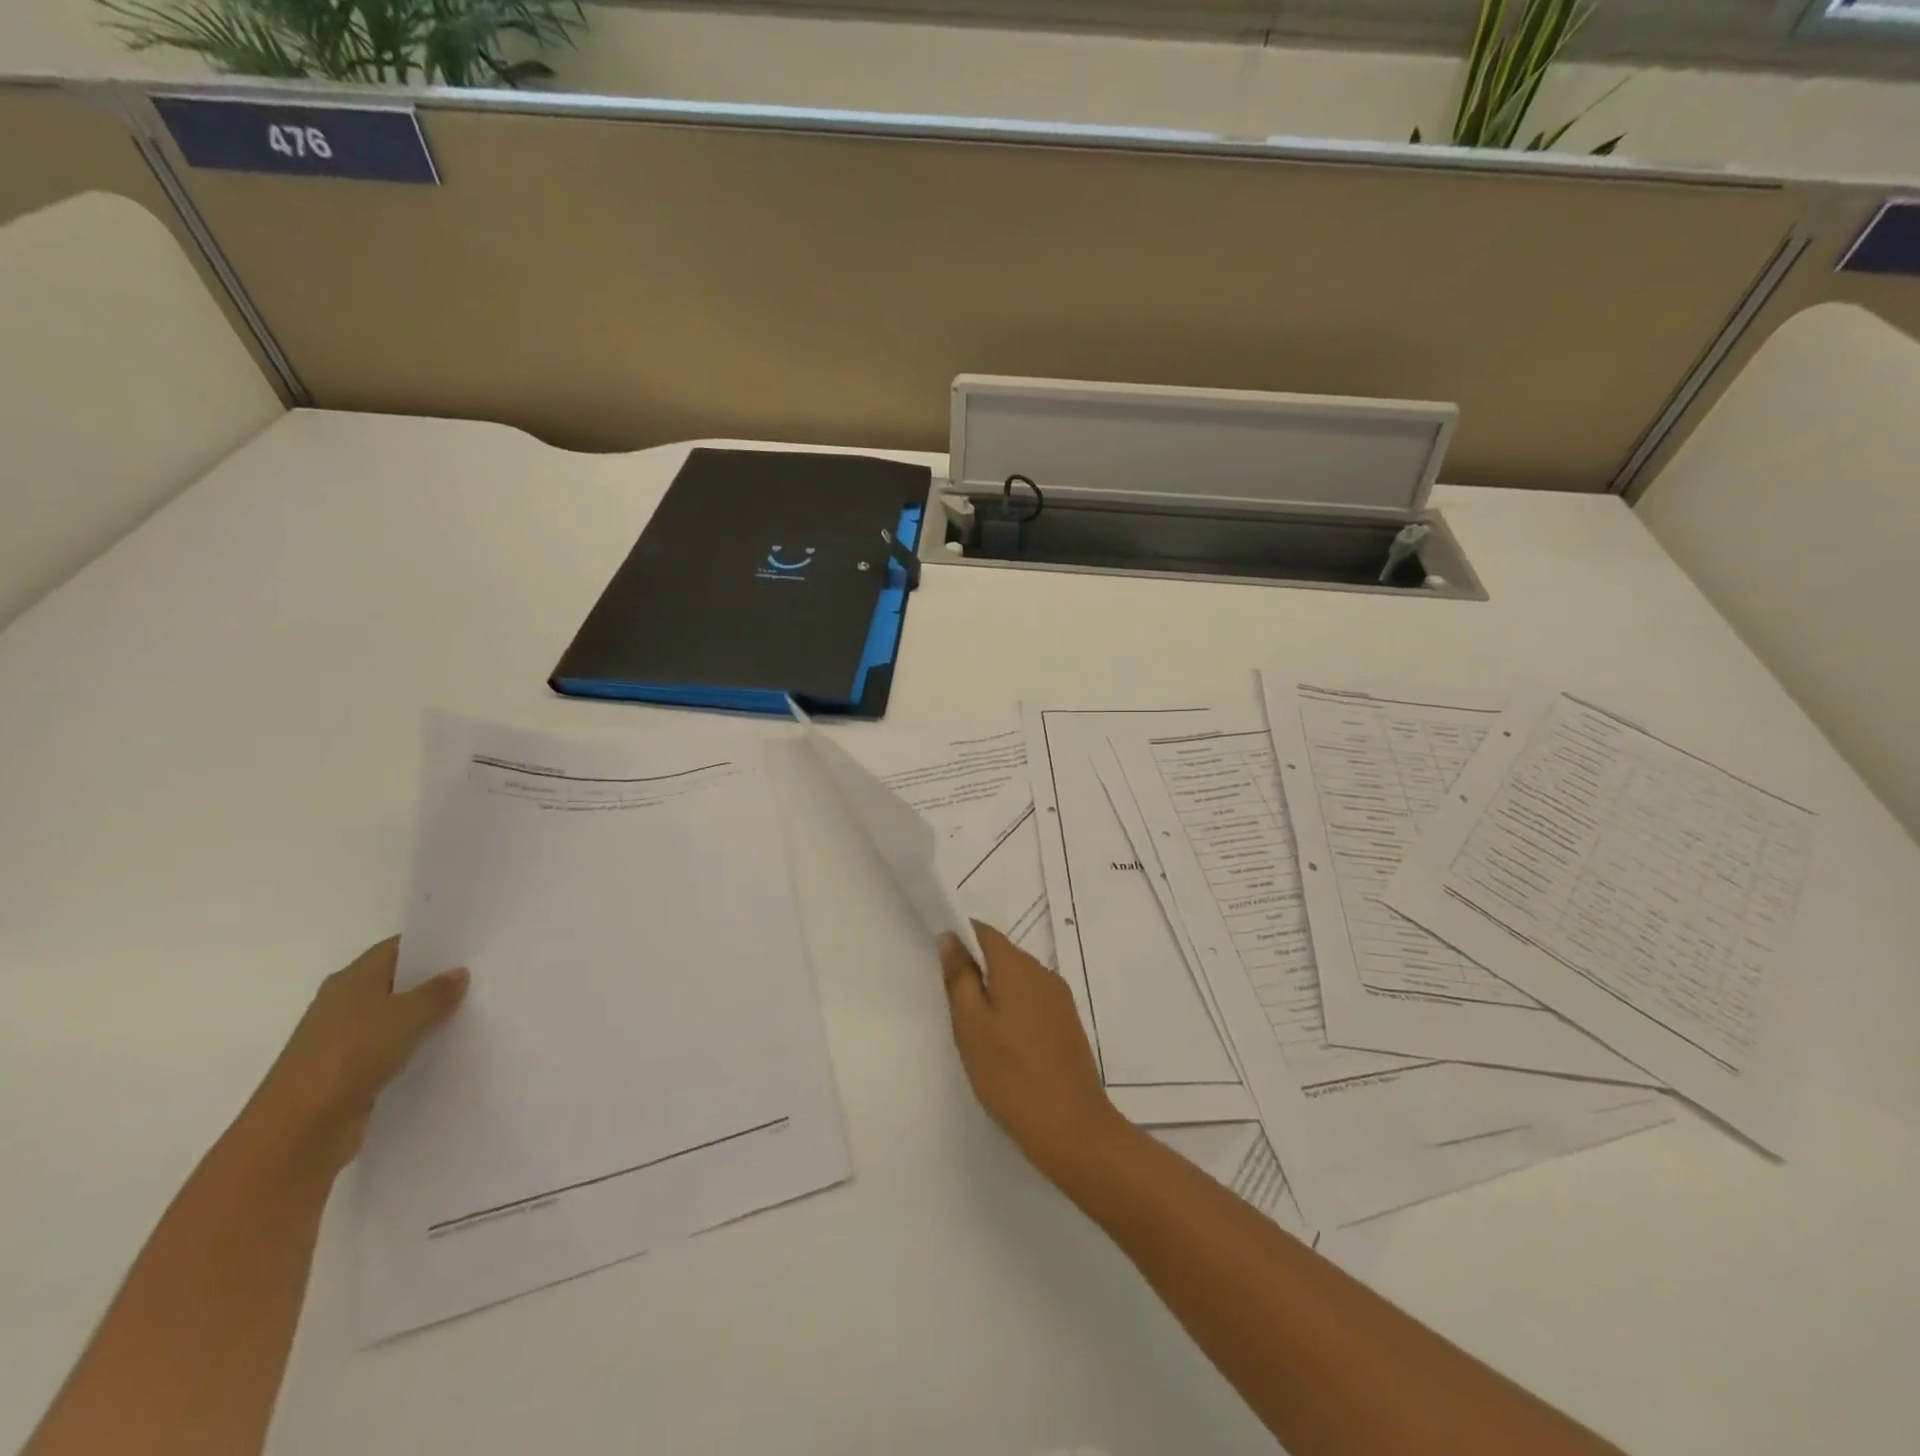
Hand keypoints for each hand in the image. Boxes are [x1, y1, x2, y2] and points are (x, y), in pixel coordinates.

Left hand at [245, 937, 467, 1174]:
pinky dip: (415, 1046)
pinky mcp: (349, 1071)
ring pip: (396, 1017)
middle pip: (397, 982)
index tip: (471, 946)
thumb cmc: (351, 1056)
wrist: (298, 1131)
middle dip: (435, 981)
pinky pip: (391, 1048)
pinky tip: (445, 1048)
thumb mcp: (406, 1016)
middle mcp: (344, 1003)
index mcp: (352, 979)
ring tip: (473, 1011)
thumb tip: (458, 973)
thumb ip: (436, 992)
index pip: (398, 948)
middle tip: (482, 976)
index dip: (433, 944)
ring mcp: (344, 1040)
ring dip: (426, 1017)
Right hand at [940, 920, 1128, 1182]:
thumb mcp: (971, 1025)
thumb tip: (951, 937)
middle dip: (978, 970)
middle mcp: (1044, 974)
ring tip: (977, 1031)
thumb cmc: (1010, 1074)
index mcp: (1018, 967)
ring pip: (1019, 981)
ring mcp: (1061, 1000)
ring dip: (997, 993)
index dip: (961, 938)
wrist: (1071, 1127)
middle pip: (1003, 956)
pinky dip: (1015, 1011)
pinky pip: (1035, 1002)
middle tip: (954, 1006)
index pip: (985, 933)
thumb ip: (959, 977)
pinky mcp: (1068, 1025)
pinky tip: (1005, 1046)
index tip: (942, 963)